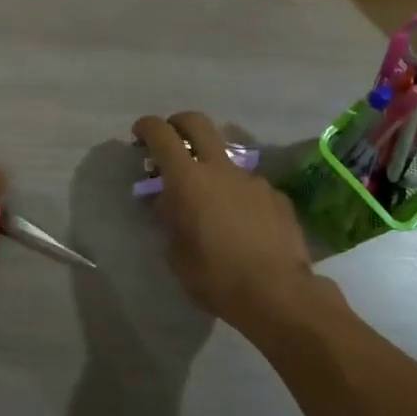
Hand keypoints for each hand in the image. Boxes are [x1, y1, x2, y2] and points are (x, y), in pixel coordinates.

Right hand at [133, 112, 316, 322]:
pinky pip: (248, 185)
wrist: (278, 293)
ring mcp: (253, 179)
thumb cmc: (216, 277)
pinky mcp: (276, 196)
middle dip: (178, 124)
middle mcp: (221, 169)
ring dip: (210, 167)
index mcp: (188, 180)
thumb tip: (170, 203)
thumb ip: (170, 220)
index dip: (147, 127)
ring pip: (225, 157)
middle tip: (170, 141)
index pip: (162, 135)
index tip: (138, 134)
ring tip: (208, 200)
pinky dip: (236, 194)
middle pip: (197, 122)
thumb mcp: (176, 254)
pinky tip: (240, 223)